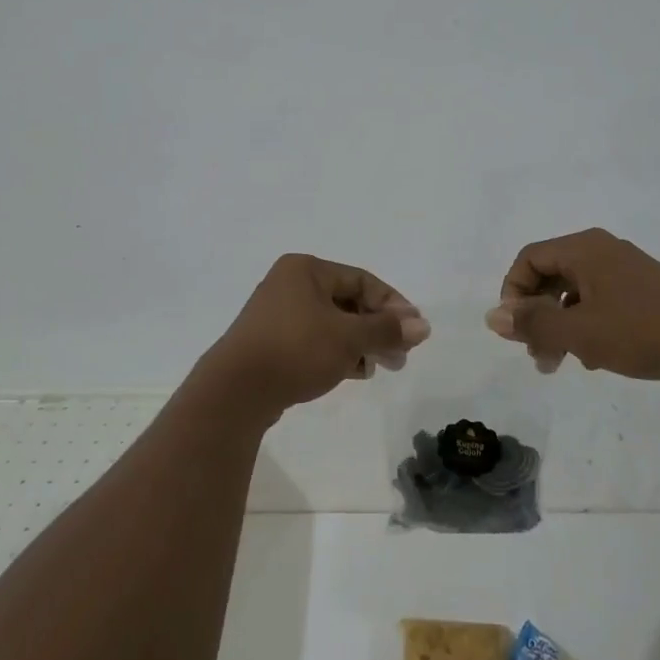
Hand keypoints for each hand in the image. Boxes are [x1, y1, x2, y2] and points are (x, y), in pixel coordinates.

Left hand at [200, 254, 429, 421]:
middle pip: (347, 301)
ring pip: (331, 322)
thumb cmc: (296, 350)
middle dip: (376, 329)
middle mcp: (290, 283)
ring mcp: (277, 313)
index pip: (362, 279)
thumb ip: (386, 329)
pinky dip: (336, 351)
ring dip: (359, 343)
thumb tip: (423, 325)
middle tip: (400, 357)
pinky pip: (314, 339)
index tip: (413, 332)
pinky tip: (352, 372)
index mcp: (306, 269)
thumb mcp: (348, 338)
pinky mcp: (271, 341)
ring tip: (377, 368)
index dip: (392, 304)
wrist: (236, 390)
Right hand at [484, 227, 659, 381]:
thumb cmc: (643, 332)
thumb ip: (534, 324)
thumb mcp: (580, 332)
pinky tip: (597, 358)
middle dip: (537, 315)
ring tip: (566, 363)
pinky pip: (599, 300)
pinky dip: (587, 325)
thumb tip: (492, 316)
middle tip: (538, 357)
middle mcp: (601, 250)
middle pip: (550, 274)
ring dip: (561, 325)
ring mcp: (624, 268)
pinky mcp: (643, 289)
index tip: (516, 332)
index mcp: (583, 249)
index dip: (513, 293)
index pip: (529, 259)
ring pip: (574, 292)